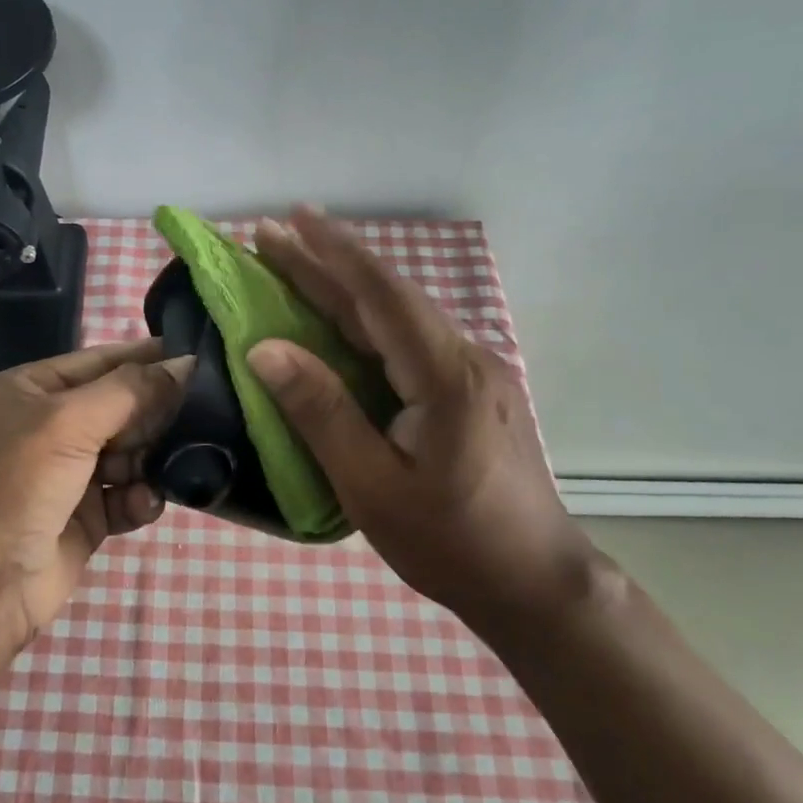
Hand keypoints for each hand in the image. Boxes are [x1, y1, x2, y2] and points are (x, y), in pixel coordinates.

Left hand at [0, 339, 189, 652]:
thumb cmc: (14, 485)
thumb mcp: (67, 423)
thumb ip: (131, 391)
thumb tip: (187, 363)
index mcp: (33, 390)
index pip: (103, 361)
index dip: (150, 359)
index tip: (204, 359)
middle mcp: (51, 426)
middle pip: (123, 407)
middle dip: (157, 414)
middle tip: (203, 418)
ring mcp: (69, 473)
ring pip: (132, 452)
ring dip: (152, 460)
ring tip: (173, 466)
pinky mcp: (86, 517)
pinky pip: (128, 495)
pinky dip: (140, 498)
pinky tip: (143, 505)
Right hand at [248, 209, 598, 626]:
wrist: (536, 583)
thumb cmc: (451, 543)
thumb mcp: (372, 487)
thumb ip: (322, 412)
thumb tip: (266, 349)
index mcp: (445, 375)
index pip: (380, 295)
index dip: (330, 253)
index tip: (289, 219)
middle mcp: (466, 358)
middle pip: (388, 297)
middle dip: (328, 262)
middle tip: (273, 235)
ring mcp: (475, 372)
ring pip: (400, 317)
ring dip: (346, 289)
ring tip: (296, 267)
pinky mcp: (473, 390)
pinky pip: (410, 342)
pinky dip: (367, 322)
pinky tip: (342, 322)